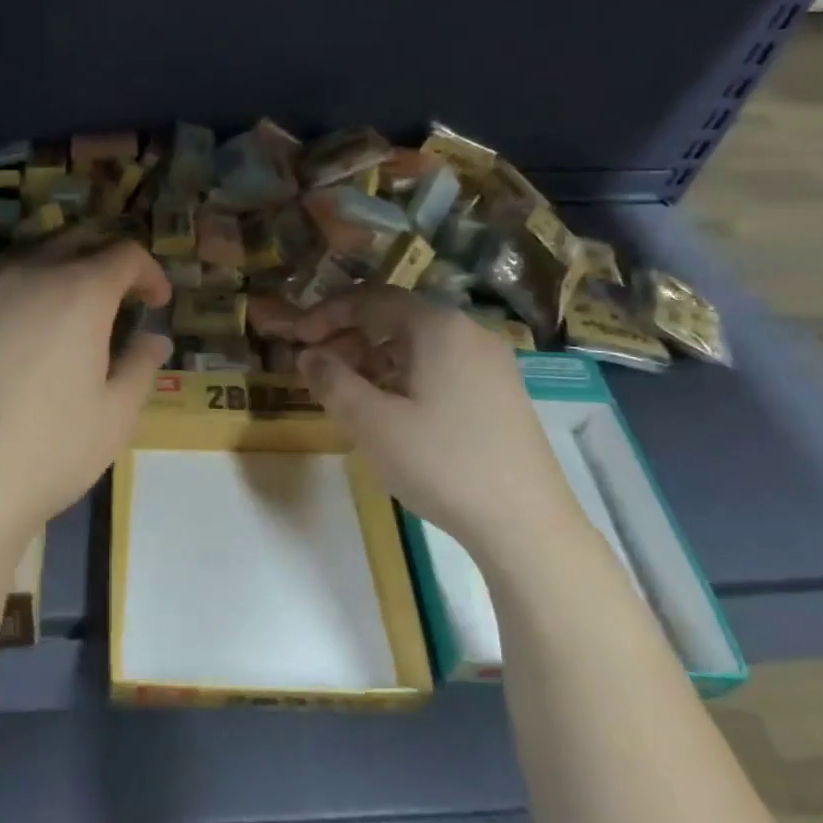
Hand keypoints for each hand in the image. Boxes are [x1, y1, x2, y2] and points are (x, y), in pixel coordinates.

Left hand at [0, 237, 172, 555]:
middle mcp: (30, 273)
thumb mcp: (117, 413)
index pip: (125, 254)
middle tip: (121, 292)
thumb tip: (155, 339)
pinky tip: (4, 310)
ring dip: (57, 266)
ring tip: (66, 302)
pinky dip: (2, 282)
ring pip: (27, 253)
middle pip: (76, 240)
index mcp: (80, 292)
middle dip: (107, 258)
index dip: (150, 272)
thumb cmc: (53, 450)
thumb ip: (141, 365)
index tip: (158, 302)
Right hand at [254, 287, 594, 571]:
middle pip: (396, 317)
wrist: (526, 523)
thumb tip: (308, 355)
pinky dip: (404, 374)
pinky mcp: (500, 392)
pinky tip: (390, 408)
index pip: (371, 299)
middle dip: (349, 336)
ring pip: (418, 344)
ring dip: (374, 357)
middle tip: (316, 367)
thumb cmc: (441, 463)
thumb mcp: (371, 423)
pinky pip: (440, 365)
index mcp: (437, 327)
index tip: (296, 339)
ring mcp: (490, 362)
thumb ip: (332, 380)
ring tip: (346, 390)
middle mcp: (468, 332)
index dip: (326, 314)